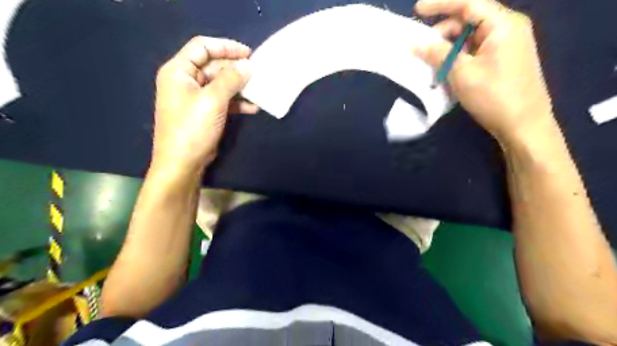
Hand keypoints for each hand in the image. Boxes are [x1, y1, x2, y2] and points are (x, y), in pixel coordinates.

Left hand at [152, 36, 257, 174]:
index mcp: (179, 71)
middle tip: (258, 72)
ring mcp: (195, 98)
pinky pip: (223, 100)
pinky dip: (237, 102)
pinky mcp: (205, 113)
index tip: (249, 53)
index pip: (202, 47)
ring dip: (239, 86)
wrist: (183, 163)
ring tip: (258, 89)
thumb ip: (231, 79)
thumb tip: (248, 65)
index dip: (226, 46)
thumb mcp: (213, 100)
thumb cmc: (193, 128)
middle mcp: (185, 81)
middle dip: (236, 68)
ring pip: (220, 84)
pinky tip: (252, 107)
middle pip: (213, 65)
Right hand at [415, 0, 554, 142]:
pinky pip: (475, 51)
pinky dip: (458, 57)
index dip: (441, 4)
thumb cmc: (493, 96)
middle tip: (421, 48)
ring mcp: (505, 45)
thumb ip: (438, 54)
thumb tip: (416, 44)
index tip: (417, 9)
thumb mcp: (461, 73)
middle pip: (469, 20)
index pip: (469, 3)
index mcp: (503, 25)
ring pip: (470, 37)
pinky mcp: (501, 60)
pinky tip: (446, 70)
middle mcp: (507, 29)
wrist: (522, 125)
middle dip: (443, 32)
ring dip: (448, 48)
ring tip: (431, 64)